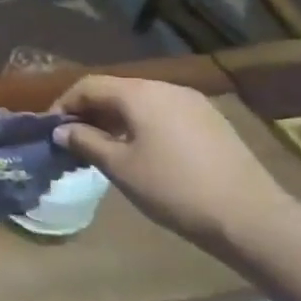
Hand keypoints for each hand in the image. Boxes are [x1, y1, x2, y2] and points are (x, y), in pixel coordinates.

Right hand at [52, 75, 291, 246]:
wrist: (248, 215)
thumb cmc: (173, 189)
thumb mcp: (119, 167)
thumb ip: (86, 142)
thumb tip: (62, 130)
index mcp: (140, 94)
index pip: (90, 85)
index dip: (64, 104)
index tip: (52, 130)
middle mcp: (166, 88)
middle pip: (116, 90)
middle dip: (90, 111)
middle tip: (74, 140)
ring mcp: (193, 103)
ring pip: (140, 101)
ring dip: (115, 119)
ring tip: (102, 148)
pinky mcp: (210, 121)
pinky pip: (163, 113)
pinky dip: (141, 125)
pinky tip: (139, 152)